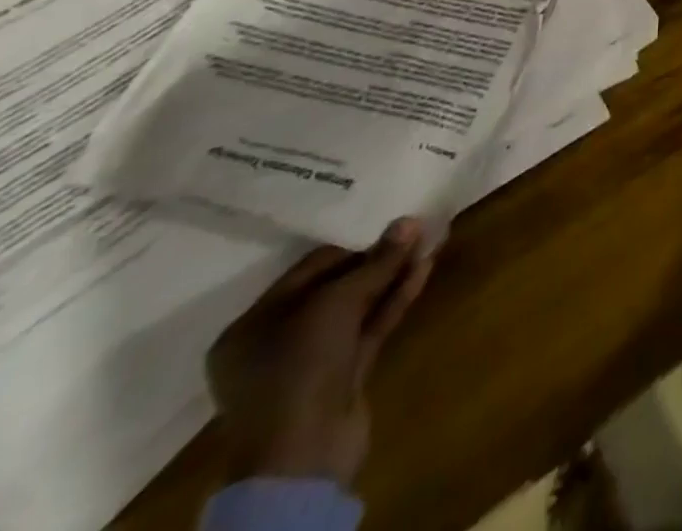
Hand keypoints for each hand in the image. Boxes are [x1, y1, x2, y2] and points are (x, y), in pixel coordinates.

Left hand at [207, 217, 437, 487]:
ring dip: (392, 276)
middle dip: (377, 259)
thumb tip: (410, 222)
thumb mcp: (337, 303)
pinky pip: (369, 328)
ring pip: (357, 307)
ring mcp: (310, 362)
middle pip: (335, 287)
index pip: (308, 270)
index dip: (353, 245)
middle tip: (415, 231)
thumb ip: (376, 261)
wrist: (304, 458)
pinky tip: (424, 270)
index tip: (391, 226)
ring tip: (429, 242)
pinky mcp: (342, 376)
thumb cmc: (300, 369)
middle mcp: (276, 342)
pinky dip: (394, 300)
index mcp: (252, 326)